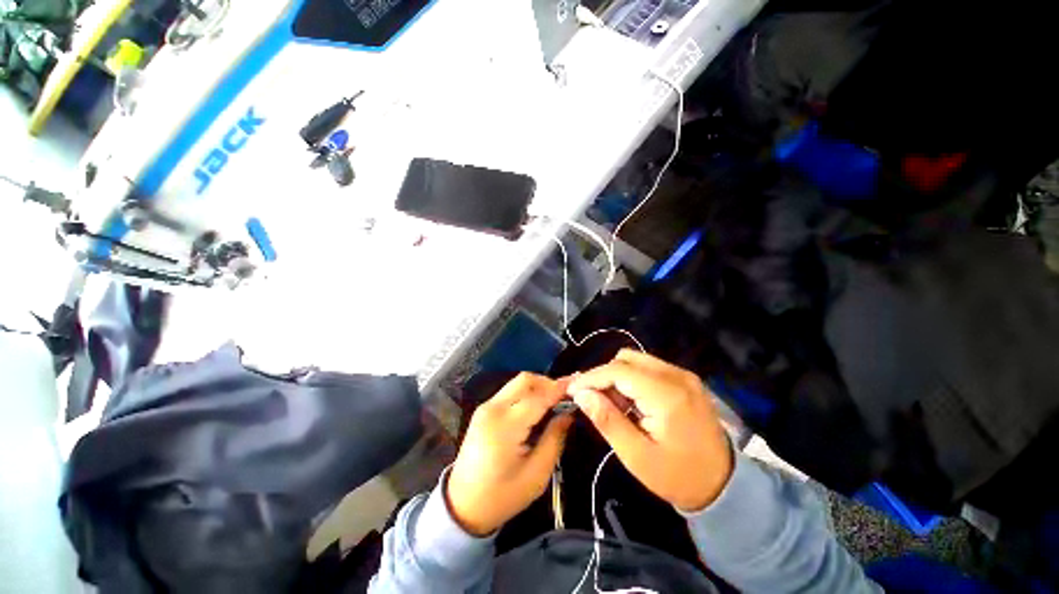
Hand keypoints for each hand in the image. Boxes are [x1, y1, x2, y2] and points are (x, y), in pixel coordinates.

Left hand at [447, 373, 574, 535]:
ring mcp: (485, 407)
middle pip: (525, 380)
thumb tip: (568, 413)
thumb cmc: (502, 496)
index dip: (559, 389)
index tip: (577, 385)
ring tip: (554, 401)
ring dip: (537, 387)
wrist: (462, 506)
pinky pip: (509, 392)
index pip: (538, 397)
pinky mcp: (483, 410)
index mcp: (505, 426)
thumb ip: (555, 438)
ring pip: (517, 383)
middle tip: (565, 396)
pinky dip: (526, 393)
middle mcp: (493, 409)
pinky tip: (536, 407)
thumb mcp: (537, 474)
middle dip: (548, 383)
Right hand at [568, 350, 732, 511]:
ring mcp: (683, 375)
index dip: (591, 377)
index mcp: (666, 394)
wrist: (724, 485)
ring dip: (617, 376)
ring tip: (614, 405)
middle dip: (604, 376)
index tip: (572, 390)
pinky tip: (631, 402)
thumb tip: (581, 394)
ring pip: (636, 360)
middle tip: (595, 401)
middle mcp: (676, 376)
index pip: (618, 370)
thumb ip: (607, 420)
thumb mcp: (637, 457)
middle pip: (626, 358)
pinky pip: (648, 368)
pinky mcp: (685, 379)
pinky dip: (632, 379)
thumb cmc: (678, 477)